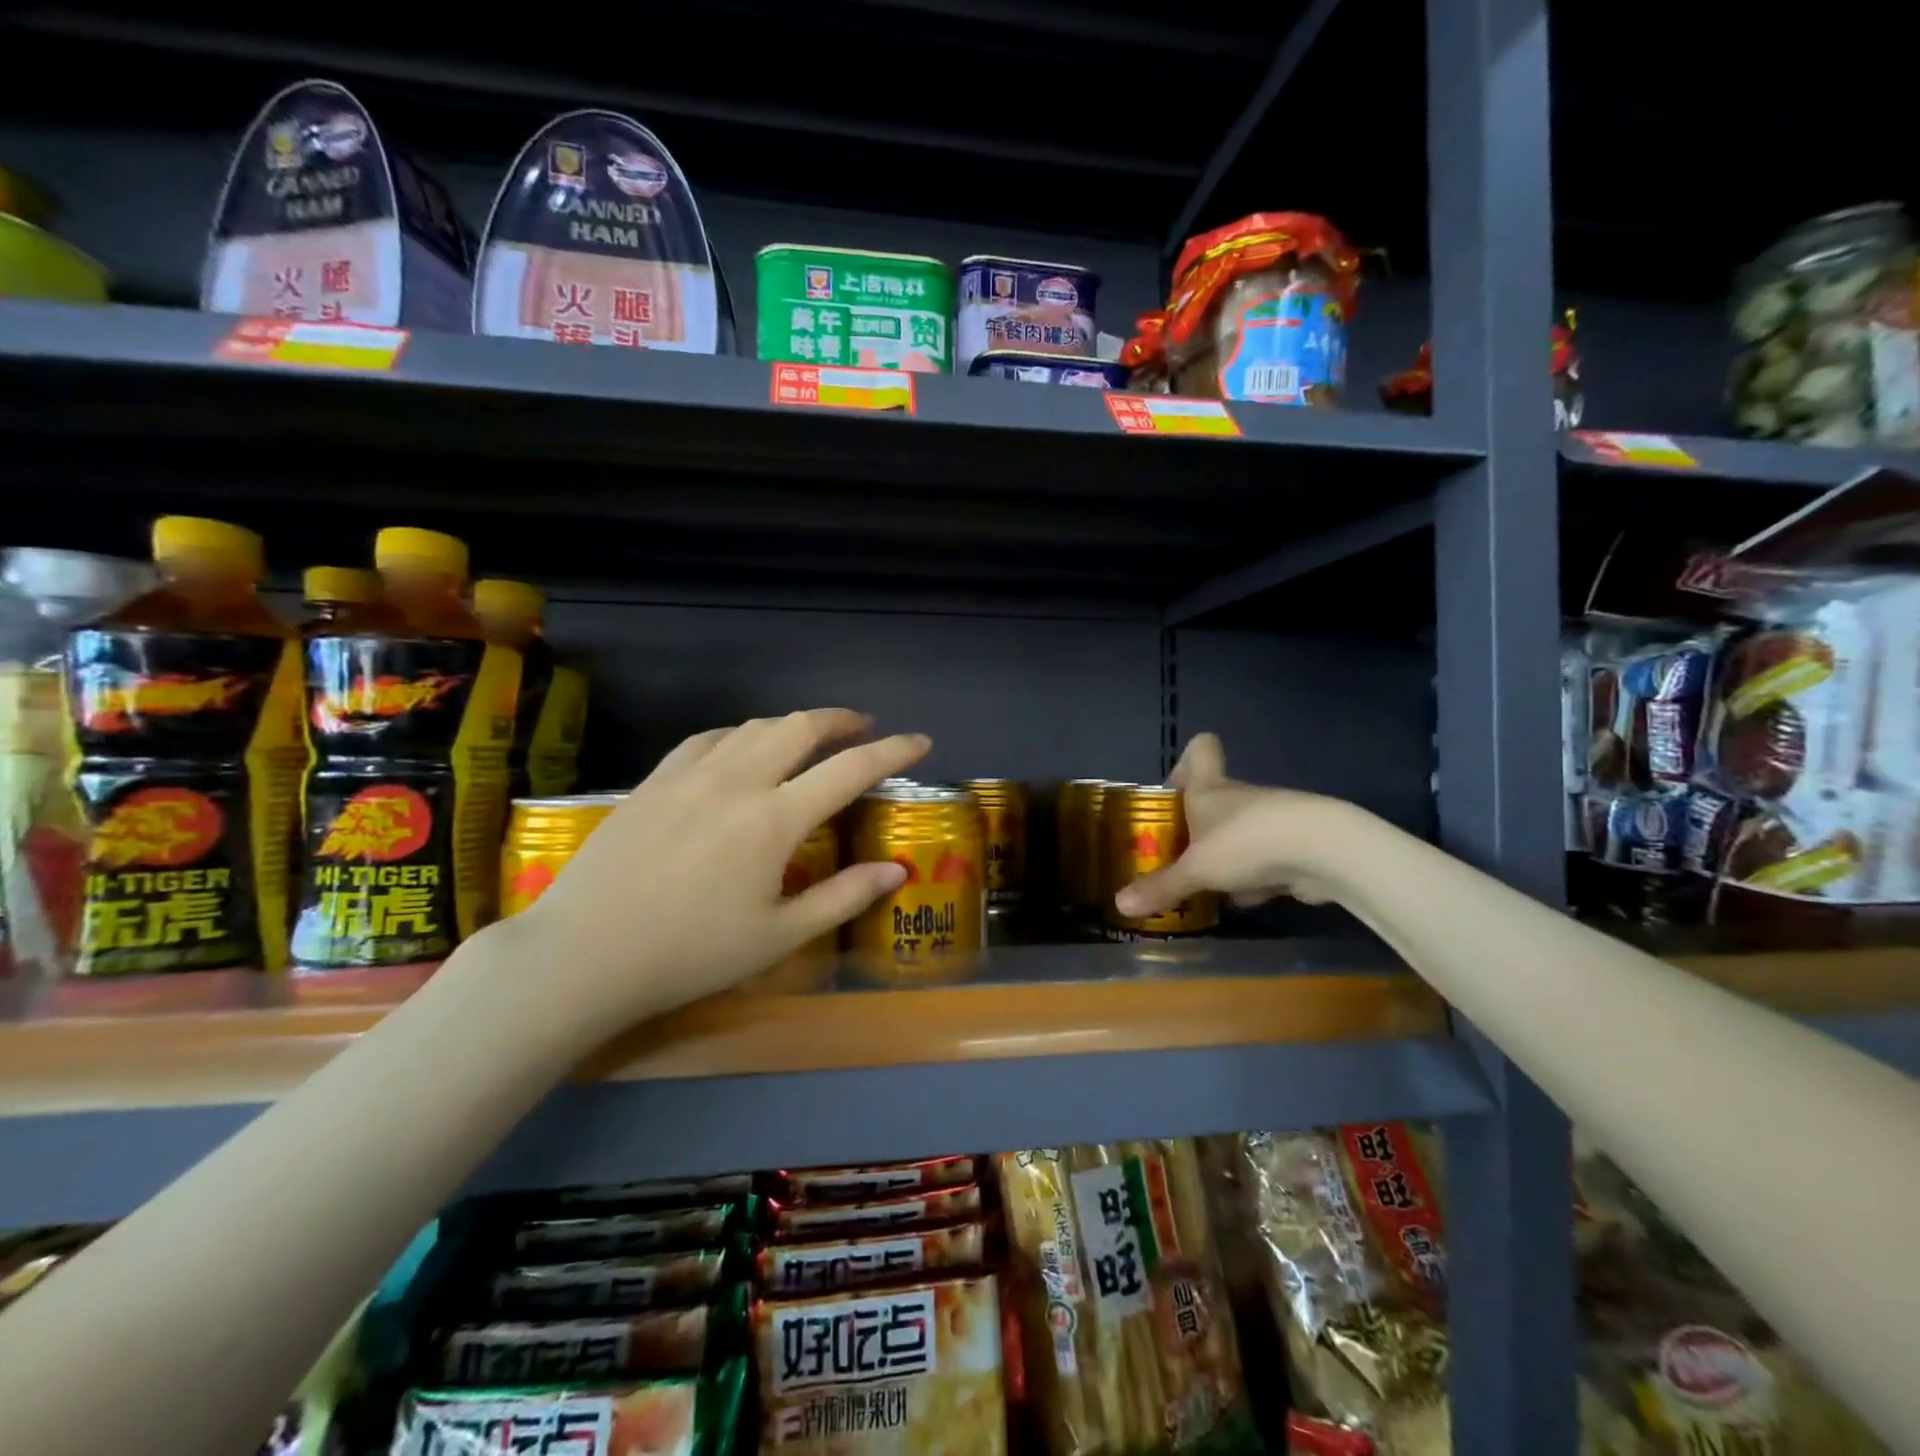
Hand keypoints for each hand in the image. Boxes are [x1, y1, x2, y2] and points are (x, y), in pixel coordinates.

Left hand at [484, 709, 929, 1025]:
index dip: (892, 751)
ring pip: (755, 727)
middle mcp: (738, 781)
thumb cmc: (690, 954)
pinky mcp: (655, 780)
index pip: (850, 768)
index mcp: (775, 819)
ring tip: (812, 735)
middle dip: (842, 720)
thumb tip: (896, 869)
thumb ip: (842, 897)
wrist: (584, 953)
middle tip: (865, 727)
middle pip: (801, 727)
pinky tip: (741, 747)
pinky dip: (741, 734)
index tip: (920, 741)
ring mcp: (691, 775)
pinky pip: (708, 739)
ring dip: (794, 723)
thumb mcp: (778, 937)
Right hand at [1112, 733, 1355, 917]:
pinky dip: (1256, 878)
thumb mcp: (1195, 870)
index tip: (1173, 791)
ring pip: (1239, 835)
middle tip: (1177, 858)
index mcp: (1209, 788)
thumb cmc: (1245, 843)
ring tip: (1209, 889)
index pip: (1200, 750)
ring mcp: (1271, 820)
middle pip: (1214, 801)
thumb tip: (1119, 905)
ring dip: (1226, 860)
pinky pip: (1265, 860)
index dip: (1185, 762)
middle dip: (1196, 831)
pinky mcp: (1296, 845)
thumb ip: (1161, 887)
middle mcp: (1239, 797)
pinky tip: (1251, 899)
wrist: (1323, 851)